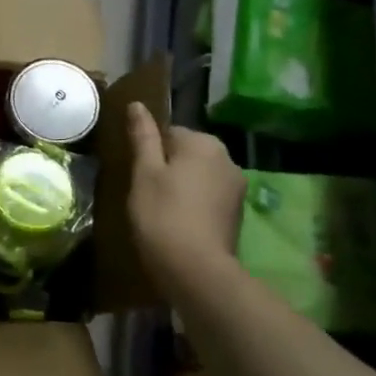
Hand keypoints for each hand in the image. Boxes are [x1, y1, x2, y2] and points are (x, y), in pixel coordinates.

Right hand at [125, 102, 246, 287]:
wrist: (197, 271)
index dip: (150, 153)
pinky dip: (195, 205)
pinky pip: (210, 197)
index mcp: (203, 143)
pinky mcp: (238, 214)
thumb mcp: (144, 172)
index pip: (169, 133)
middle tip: (147, 194)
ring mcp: (236, 188)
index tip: (138, 176)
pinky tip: (180, 224)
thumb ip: (143, 136)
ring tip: (162, 212)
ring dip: (183, 187)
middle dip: (169, 169)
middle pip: (187, 153)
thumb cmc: (162, 214)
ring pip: (199, 176)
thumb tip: (137, 104)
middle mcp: (227, 158)